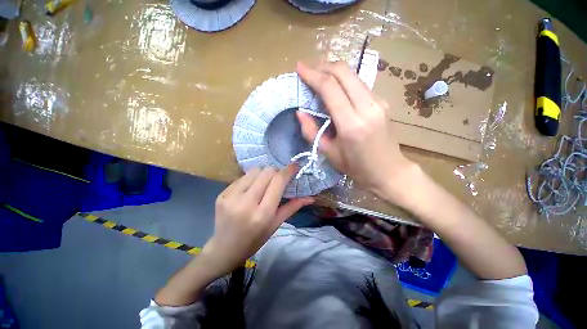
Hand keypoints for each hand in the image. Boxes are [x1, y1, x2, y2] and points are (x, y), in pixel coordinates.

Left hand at [201, 165, 312, 276]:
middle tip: (278, 179)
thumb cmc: (254, 240)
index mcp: (263, 213)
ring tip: (264, 184)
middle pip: (266, 171)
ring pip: (254, 171)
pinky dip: (251, 179)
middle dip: (276, 171)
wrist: (223, 249)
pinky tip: (250, 190)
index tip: (295, 166)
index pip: (278, 181)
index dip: (288, 170)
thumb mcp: (275, 225)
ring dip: (263, 174)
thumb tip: (310, 197)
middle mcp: (246, 202)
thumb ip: (292, 207)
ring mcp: (231, 197)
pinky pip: (242, 177)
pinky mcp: (222, 194)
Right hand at [296, 61, 418, 202]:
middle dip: (323, 66)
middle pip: (344, 72)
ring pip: (353, 75)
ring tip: (319, 77)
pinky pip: (359, 84)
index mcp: (351, 124)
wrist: (389, 171)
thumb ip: (311, 132)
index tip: (299, 67)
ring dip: (333, 71)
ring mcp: (379, 102)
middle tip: (308, 70)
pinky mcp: (383, 101)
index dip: (312, 74)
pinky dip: (344, 81)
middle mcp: (368, 107)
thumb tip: (300, 112)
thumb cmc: (356, 167)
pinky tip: (335, 89)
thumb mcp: (329, 153)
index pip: (330, 88)